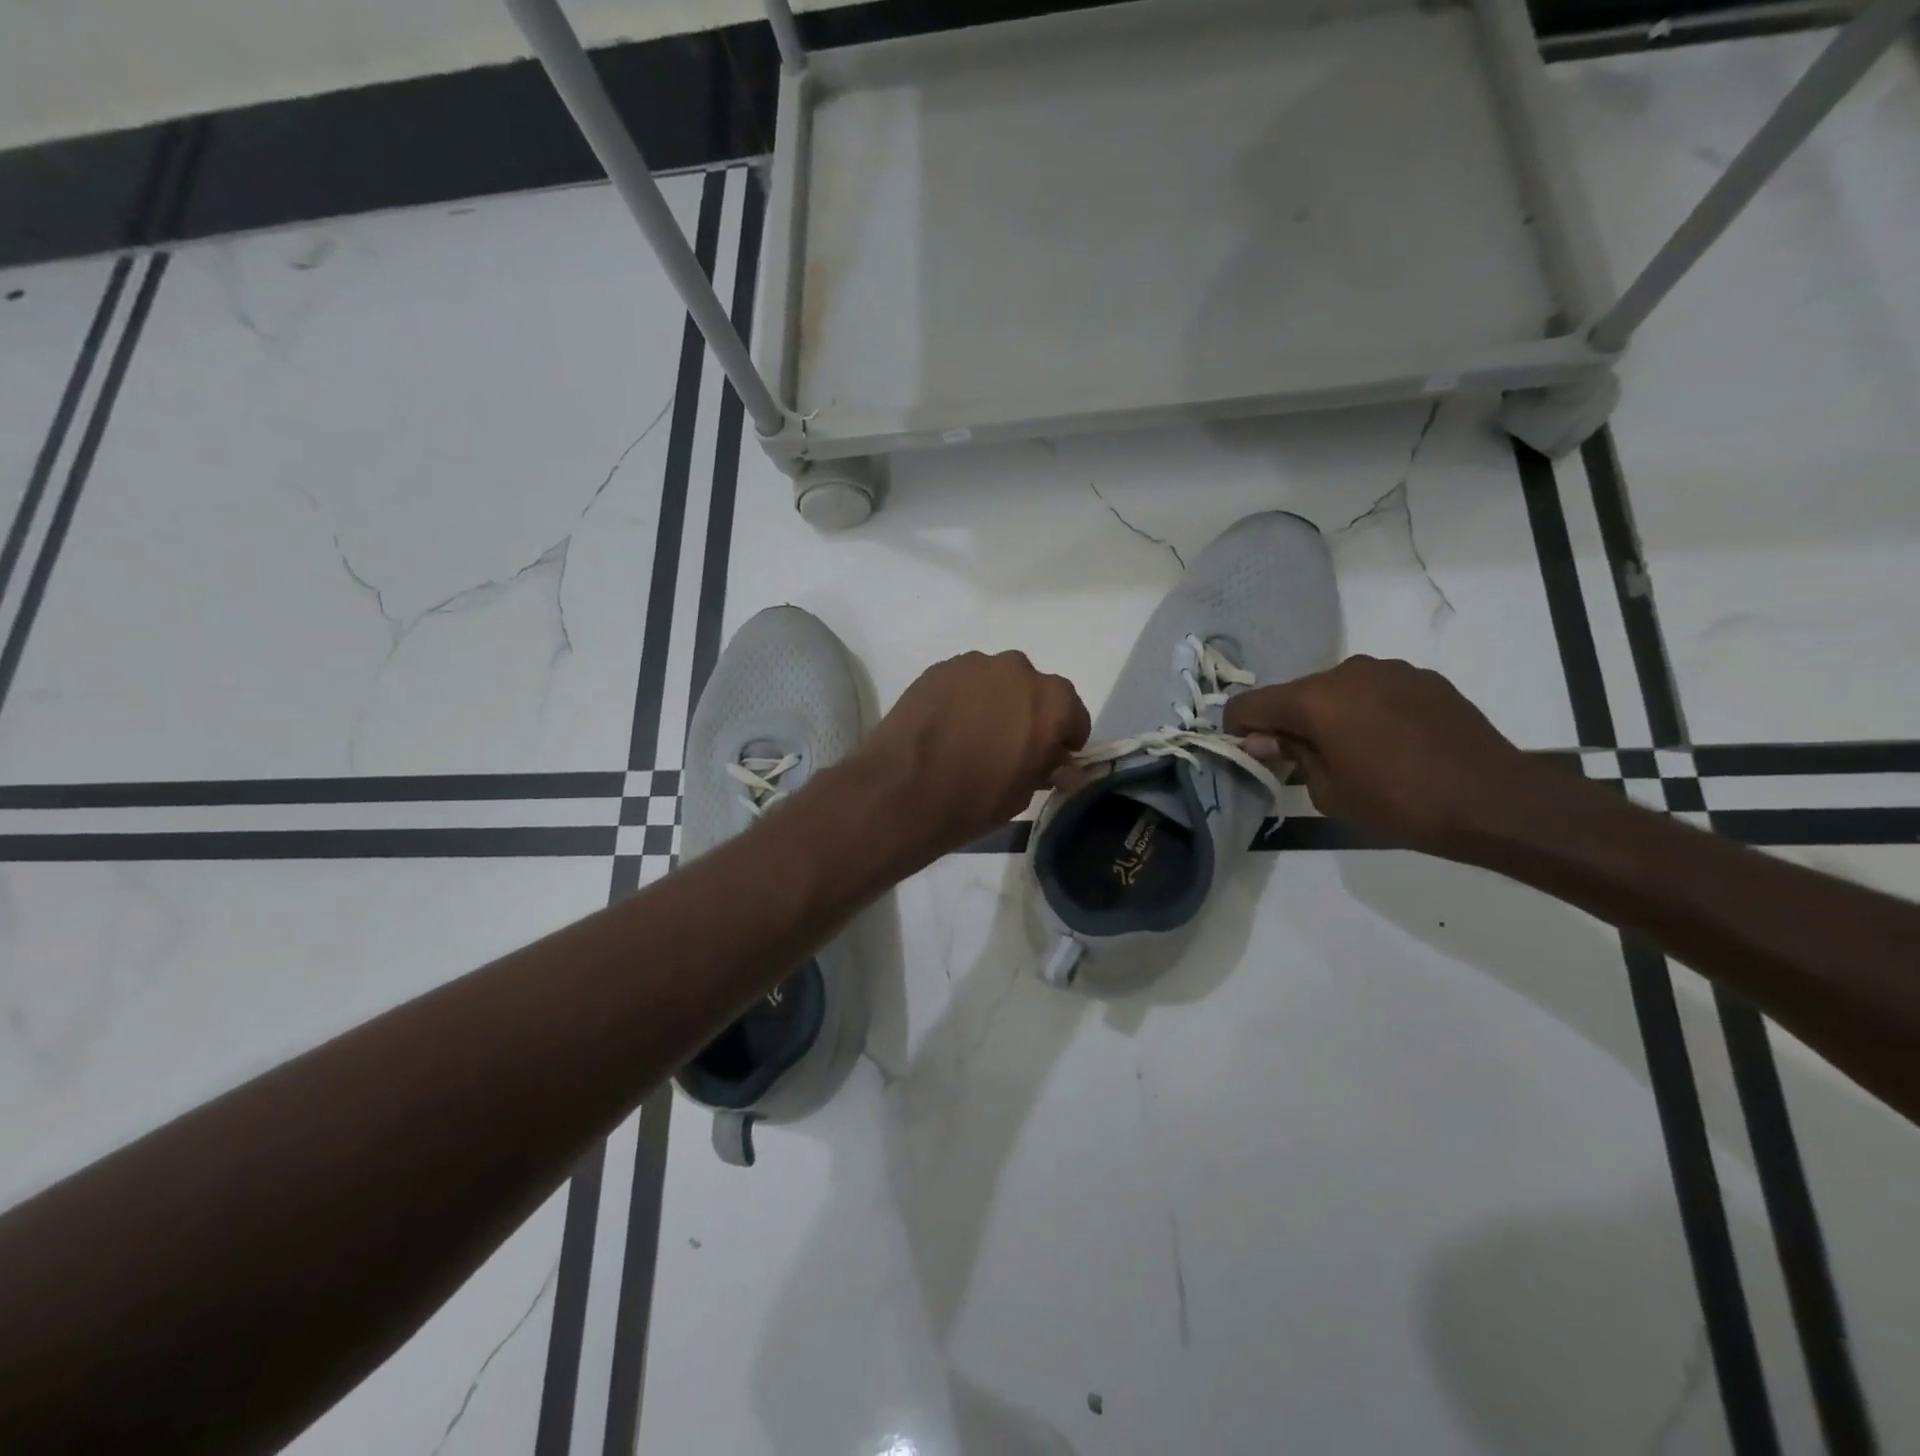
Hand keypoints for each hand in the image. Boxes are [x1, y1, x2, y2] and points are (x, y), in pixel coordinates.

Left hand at [851, 651, 1089, 862]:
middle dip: (1028, 714)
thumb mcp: (1023, 793)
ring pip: (996, 683)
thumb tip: (1056, 762)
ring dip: (993, 703)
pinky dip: (962, 700)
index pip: (1073, 714)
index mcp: (1051, 701)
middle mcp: (1017, 670)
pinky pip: (963, 684)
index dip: (1064, 739)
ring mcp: (974, 665)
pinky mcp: (937, 669)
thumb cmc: (974, 799)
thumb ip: (1045, 767)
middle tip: (1009, 746)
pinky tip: (946, 728)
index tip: (1050, 759)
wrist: (901, 790)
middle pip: (1033, 691)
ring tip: (971, 736)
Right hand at [1223, 655, 1546, 853]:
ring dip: (1329, 715)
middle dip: (1287, 723)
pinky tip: (1390, 744)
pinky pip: (1374, 690)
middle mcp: (1347, 672)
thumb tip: (1263, 740)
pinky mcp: (1422, 678)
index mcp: (1315, 699)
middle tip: (1301, 761)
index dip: (1238, 729)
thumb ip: (1290, 756)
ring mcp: (1389, 670)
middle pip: (1295, 693)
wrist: (1495, 801)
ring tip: (1352, 753)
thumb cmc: (1400, 803)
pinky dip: (1366, 711)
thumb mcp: (1329, 792)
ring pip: (1336, 690)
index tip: (1249, 754)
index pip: (1250, 704)